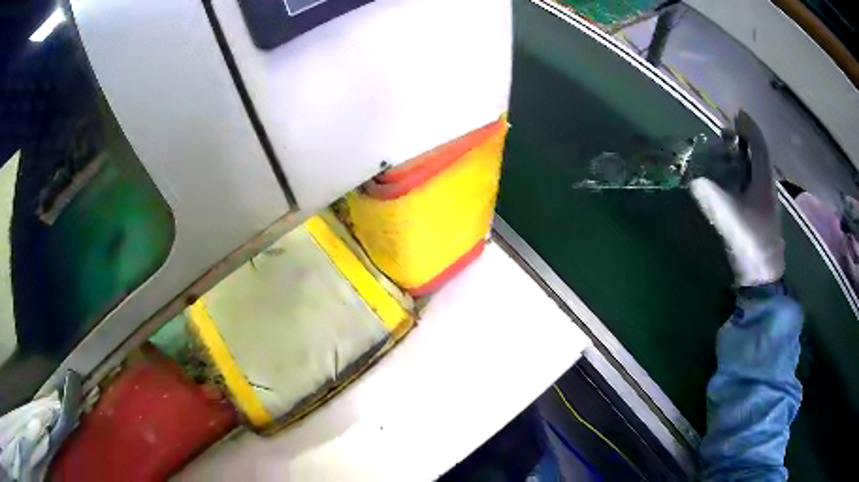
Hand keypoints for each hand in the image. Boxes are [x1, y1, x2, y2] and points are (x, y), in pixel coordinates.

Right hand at [690, 111, 783, 286]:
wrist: (762, 277)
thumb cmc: (751, 243)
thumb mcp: (729, 217)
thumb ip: (710, 196)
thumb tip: (693, 180)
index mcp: (764, 181)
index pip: (759, 146)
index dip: (749, 128)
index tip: (737, 114)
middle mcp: (767, 187)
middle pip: (758, 156)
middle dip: (744, 141)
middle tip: (727, 133)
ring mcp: (764, 203)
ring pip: (756, 171)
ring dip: (743, 158)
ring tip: (727, 152)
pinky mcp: (759, 215)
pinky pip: (752, 185)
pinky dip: (742, 175)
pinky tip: (732, 180)